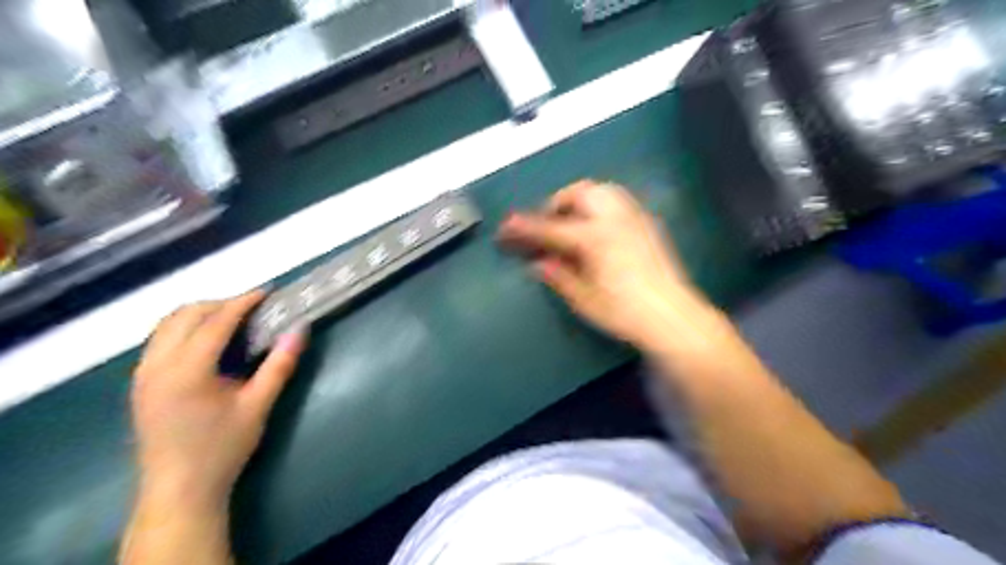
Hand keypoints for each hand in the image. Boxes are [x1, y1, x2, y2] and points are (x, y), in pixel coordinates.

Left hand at [131, 294, 306, 509]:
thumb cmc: (223, 448)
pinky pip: (160, 339)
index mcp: (187, 369)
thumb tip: (300, 328)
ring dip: (200, 314)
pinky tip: (209, 343)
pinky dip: (185, 329)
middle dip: (221, 303)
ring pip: (167, 325)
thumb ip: (280, 364)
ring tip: (233, 320)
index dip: (243, 302)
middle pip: (185, 314)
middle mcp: (157, 364)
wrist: (179, 490)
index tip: (268, 292)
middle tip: (254, 308)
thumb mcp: (259, 405)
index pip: (216, 320)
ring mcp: (143, 374)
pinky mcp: (140, 383)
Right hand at [498, 178, 709, 348]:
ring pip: (602, 191)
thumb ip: (559, 276)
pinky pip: (618, 201)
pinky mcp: (647, 225)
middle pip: (579, 193)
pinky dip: (599, 206)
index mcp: (594, 237)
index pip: (550, 228)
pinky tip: (597, 229)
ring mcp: (634, 219)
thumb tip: (538, 264)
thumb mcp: (584, 299)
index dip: (525, 228)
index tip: (505, 228)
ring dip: (579, 200)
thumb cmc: (624, 312)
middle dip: (557, 204)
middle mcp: (614, 219)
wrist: (673, 317)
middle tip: (547, 226)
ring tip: (571, 223)